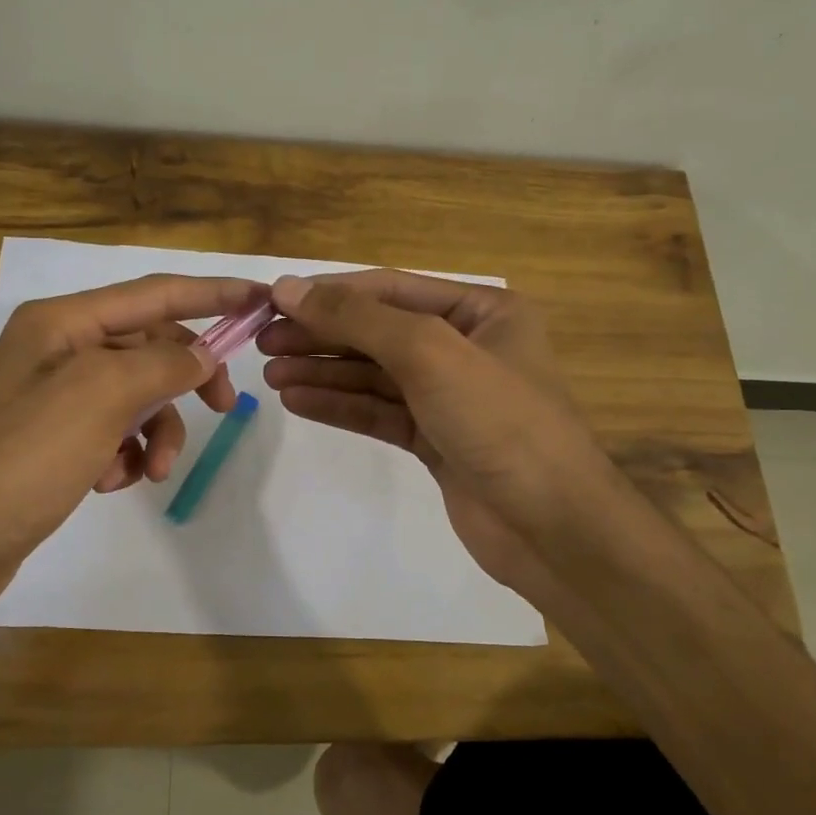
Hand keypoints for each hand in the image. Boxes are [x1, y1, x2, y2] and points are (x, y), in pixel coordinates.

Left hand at [0, 273, 260, 605]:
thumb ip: (162, 364)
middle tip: (223, 408)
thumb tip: (201, 356)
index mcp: (63, 322)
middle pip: (148, 346)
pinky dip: (125, 455)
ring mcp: (54, 398)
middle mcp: (58, 350)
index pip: (154, 293)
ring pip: (136, 396)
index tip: (260, 299)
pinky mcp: (54, 442)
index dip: (212, 293)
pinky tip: (112, 483)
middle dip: (184, 379)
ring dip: (155, 431)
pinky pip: (113, 432)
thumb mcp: (101, 396)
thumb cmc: (26, 456)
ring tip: (152, 471)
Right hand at [258, 271, 621, 602]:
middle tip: (262, 342)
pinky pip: (378, 412)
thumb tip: (287, 287)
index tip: (272, 301)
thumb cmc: (499, 421)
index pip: (390, 289)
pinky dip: (340, 405)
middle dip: (321, 335)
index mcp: (482, 310)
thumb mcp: (429, 353)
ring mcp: (449, 396)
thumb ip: (357, 318)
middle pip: (378, 332)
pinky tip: (298, 401)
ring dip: (323, 372)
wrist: (552, 527)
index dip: (329, 293)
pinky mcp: (435, 439)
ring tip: (271, 373)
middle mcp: (466, 346)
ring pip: (373, 375)